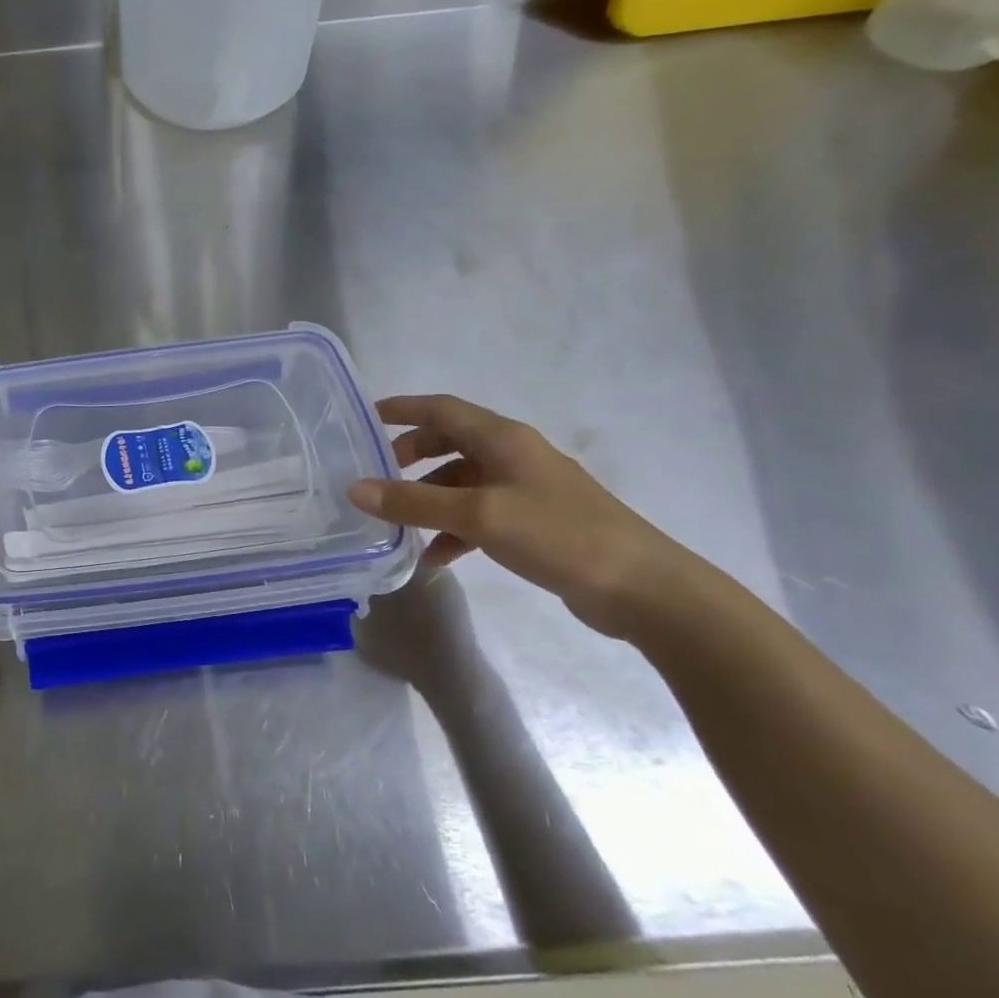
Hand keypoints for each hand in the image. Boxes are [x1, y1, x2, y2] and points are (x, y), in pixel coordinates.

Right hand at [346, 395, 704, 634]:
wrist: (643, 588)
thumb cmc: (558, 535)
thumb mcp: (478, 515)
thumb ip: (414, 502)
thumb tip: (355, 488)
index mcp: (502, 439)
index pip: (441, 408)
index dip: (402, 409)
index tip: (364, 417)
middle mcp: (514, 455)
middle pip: (450, 442)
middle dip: (411, 455)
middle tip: (378, 474)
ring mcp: (527, 489)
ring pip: (462, 482)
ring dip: (430, 499)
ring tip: (399, 524)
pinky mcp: (536, 522)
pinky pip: (481, 515)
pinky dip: (454, 529)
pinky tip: (438, 557)